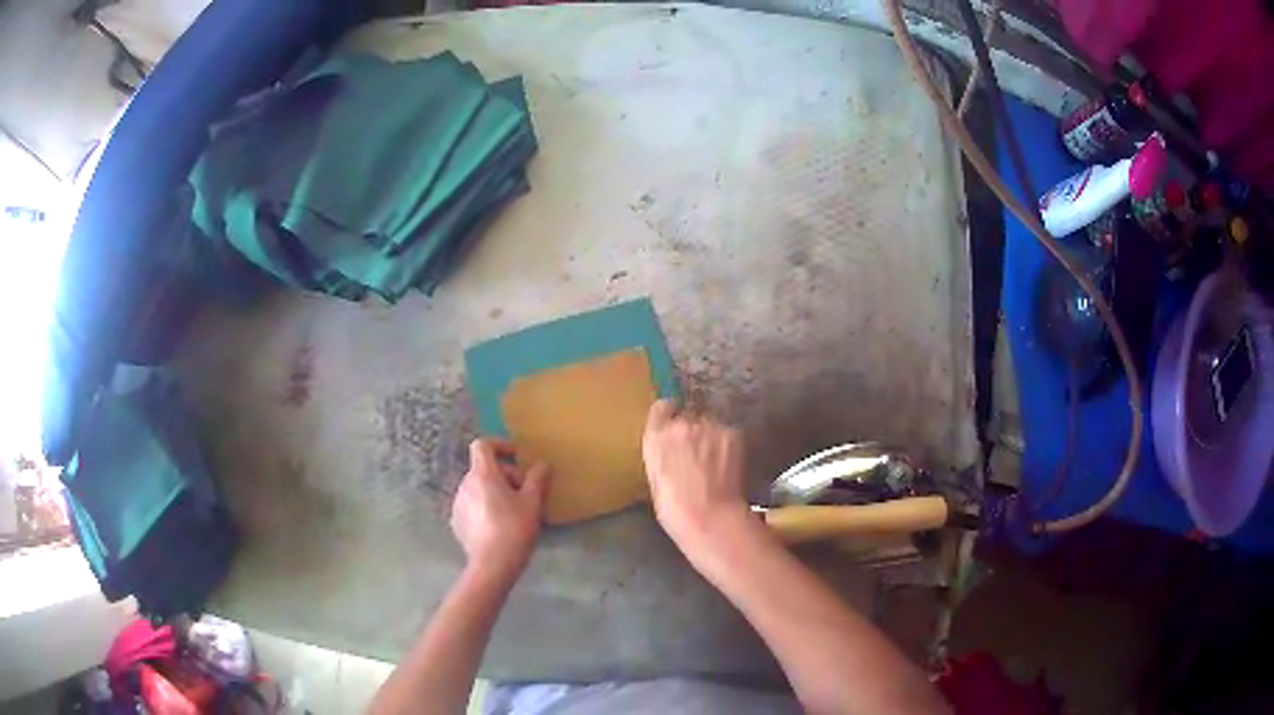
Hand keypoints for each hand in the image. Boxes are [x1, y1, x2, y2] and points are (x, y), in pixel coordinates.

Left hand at [451, 439, 549, 582]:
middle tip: (526, 493)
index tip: (518, 457)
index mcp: (482, 475)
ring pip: (479, 489)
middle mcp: (465, 484)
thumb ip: (537, 479)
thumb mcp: (533, 502)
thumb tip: (542, 464)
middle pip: (484, 469)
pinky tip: (500, 527)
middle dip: (506, 476)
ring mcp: (458, 504)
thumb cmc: (514, 528)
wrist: (492, 565)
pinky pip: (473, 506)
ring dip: (496, 493)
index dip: (500, 445)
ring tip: (515, 512)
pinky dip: (486, 508)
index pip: (483, 445)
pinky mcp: (457, 523)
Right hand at [642, 400, 751, 554]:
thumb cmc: (675, 509)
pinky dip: (727, 444)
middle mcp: (681, 424)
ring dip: (711, 435)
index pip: (662, 407)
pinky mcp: (732, 433)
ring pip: (711, 423)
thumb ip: (661, 454)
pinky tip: (727, 463)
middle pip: (689, 415)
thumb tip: (670, 448)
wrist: (709, 517)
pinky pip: (728, 433)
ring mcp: (709, 426)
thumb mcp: (655, 478)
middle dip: (693, 429)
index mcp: (656, 436)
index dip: (670, 416)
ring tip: (714, 460)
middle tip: (697, 451)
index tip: (674, 426)